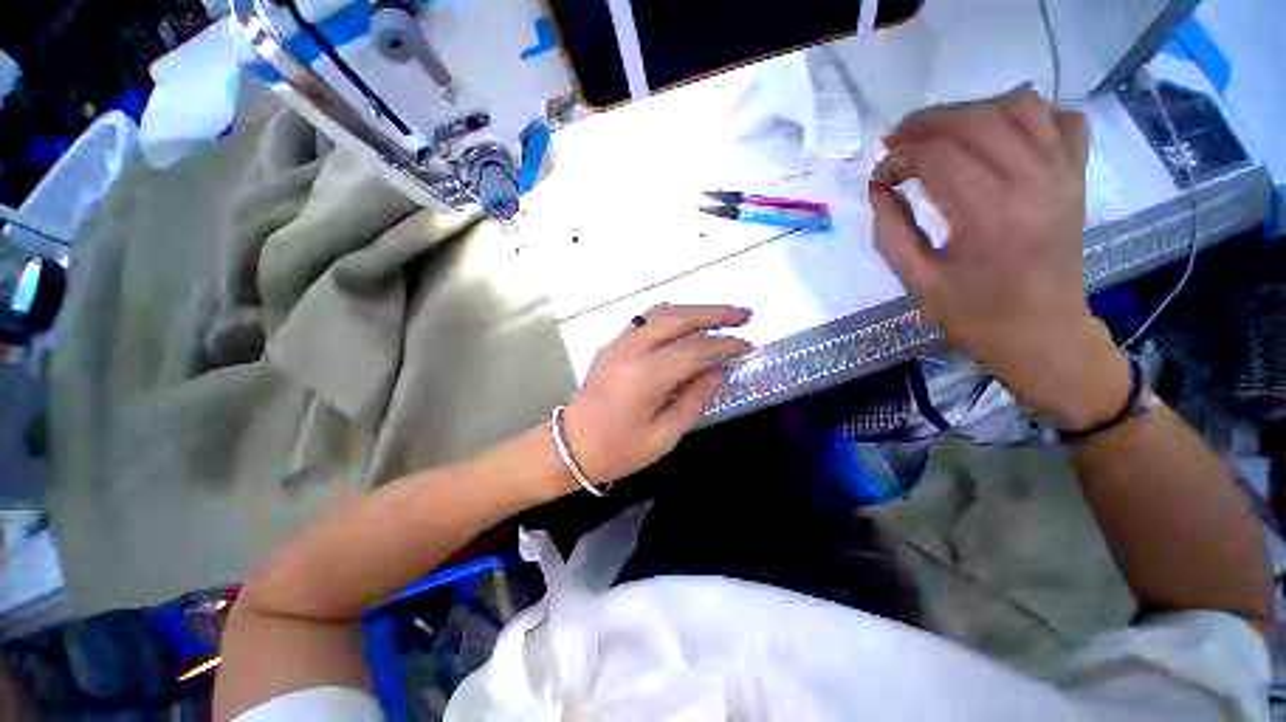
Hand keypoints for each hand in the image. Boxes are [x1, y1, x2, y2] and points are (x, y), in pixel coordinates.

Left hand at [562, 304, 753, 484]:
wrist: (570, 446)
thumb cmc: (618, 450)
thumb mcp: (664, 436)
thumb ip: (695, 400)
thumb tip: (718, 371)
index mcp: (645, 376)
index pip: (695, 349)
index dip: (725, 345)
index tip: (749, 347)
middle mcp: (631, 350)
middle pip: (678, 317)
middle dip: (715, 313)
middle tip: (744, 315)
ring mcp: (618, 344)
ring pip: (661, 312)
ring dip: (694, 310)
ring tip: (722, 316)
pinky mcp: (612, 345)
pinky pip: (647, 321)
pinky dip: (673, 317)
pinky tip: (689, 325)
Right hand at [870, 89, 1128, 428]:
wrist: (1041, 333)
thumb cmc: (973, 315)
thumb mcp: (916, 281)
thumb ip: (891, 231)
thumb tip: (878, 186)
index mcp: (989, 216)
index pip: (937, 156)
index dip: (899, 158)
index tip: (879, 176)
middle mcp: (1033, 182)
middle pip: (975, 120)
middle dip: (926, 123)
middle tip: (896, 142)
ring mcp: (1063, 173)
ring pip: (1019, 106)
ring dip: (971, 111)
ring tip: (942, 134)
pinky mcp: (1076, 176)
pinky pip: (1061, 119)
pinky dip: (1029, 114)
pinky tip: (1000, 135)